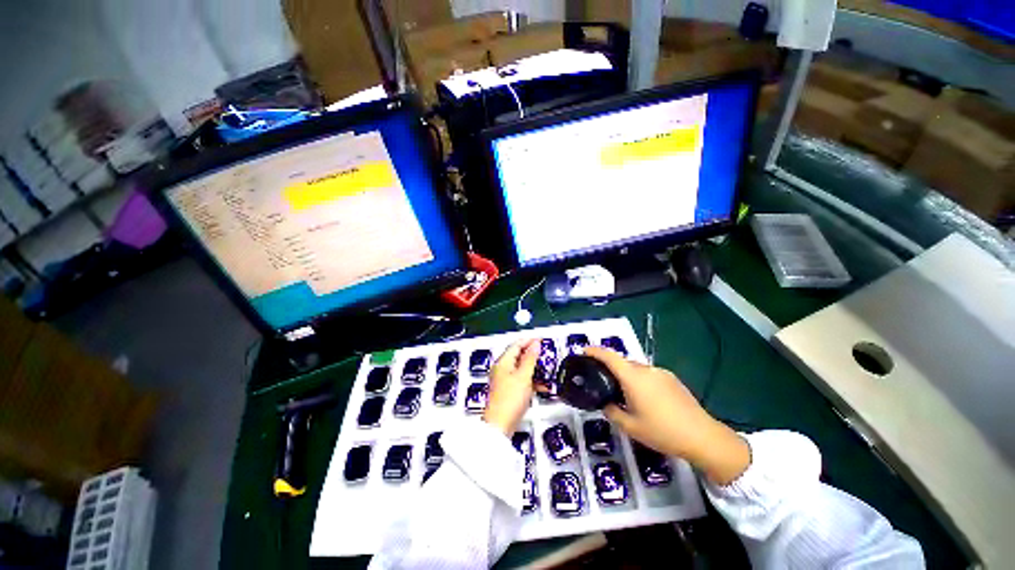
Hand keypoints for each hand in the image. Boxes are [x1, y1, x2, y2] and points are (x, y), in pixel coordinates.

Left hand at [484, 339, 539, 435]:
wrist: (500, 426)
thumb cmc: (509, 401)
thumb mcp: (524, 376)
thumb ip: (530, 359)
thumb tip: (535, 344)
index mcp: (503, 362)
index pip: (516, 345)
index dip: (529, 340)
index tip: (540, 339)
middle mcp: (501, 369)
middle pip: (518, 356)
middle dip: (532, 354)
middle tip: (544, 354)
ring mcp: (504, 380)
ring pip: (521, 368)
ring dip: (533, 368)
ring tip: (545, 369)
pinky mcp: (508, 391)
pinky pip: (521, 380)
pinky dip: (531, 380)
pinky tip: (540, 385)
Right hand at [584, 346, 750, 484]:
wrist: (703, 437)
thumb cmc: (662, 431)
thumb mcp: (630, 427)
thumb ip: (612, 412)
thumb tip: (606, 404)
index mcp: (633, 377)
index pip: (609, 356)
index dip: (595, 351)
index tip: (584, 351)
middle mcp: (646, 369)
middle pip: (623, 361)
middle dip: (611, 367)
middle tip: (603, 381)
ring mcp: (661, 373)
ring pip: (636, 368)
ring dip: (627, 375)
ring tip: (625, 394)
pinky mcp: (672, 379)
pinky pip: (649, 374)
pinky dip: (640, 380)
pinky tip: (646, 399)